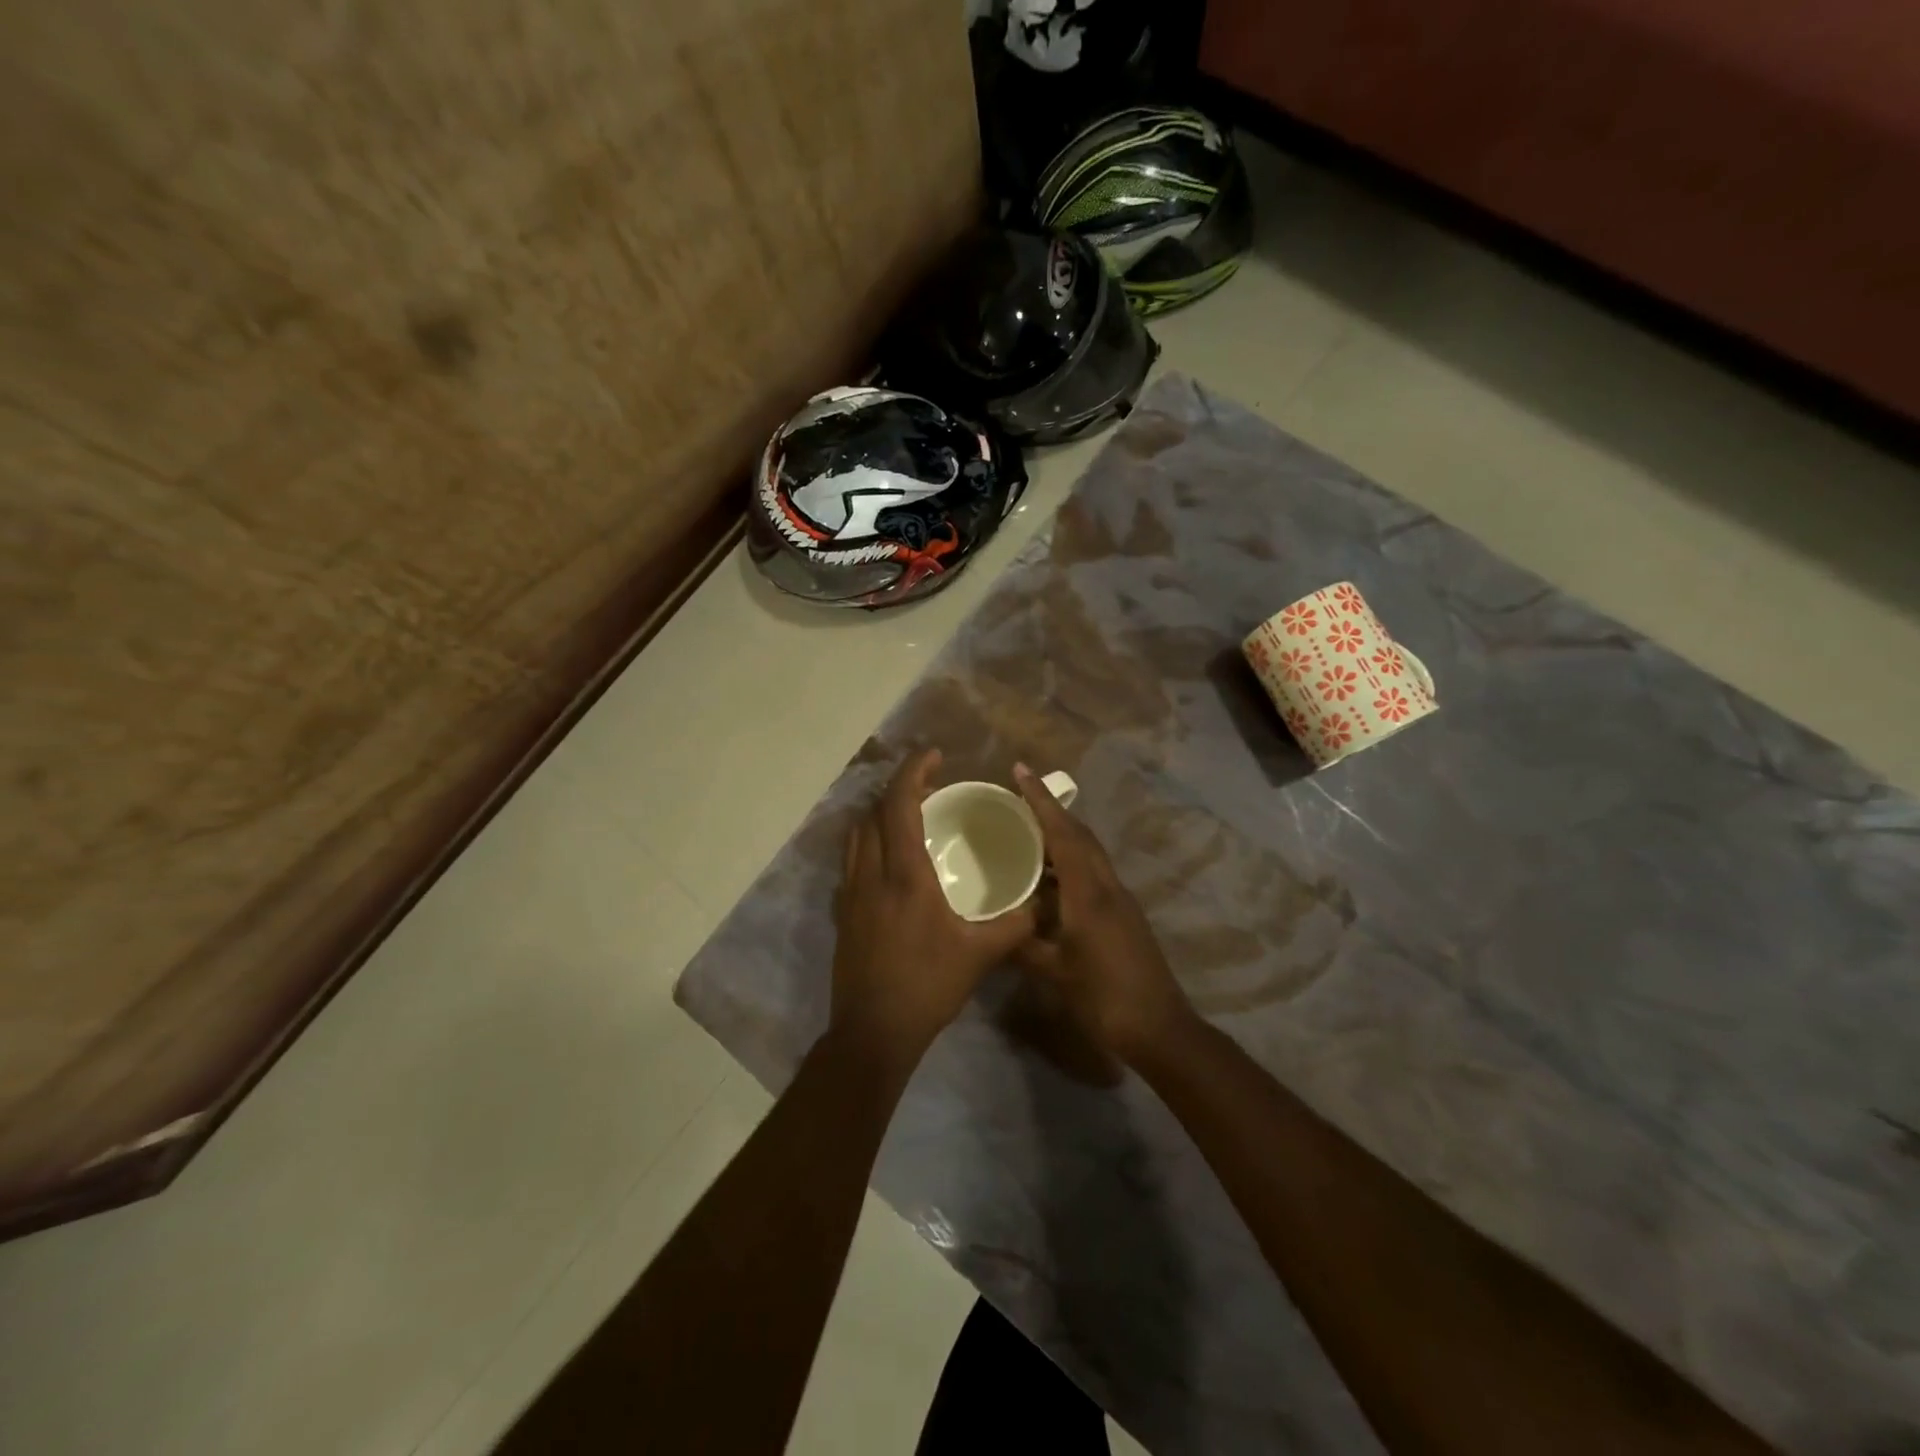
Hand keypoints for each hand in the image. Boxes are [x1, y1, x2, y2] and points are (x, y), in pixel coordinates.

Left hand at [831, 749, 1035, 1065]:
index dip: (914, 771)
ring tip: (910, 813)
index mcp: (904, 875)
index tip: (935, 755)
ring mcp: (851, 893)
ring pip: (857, 834)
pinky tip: (892, 858)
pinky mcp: (843, 912)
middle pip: (874, 811)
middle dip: (899, 788)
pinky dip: (871, 840)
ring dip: (880, 812)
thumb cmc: (928, 986)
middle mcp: (871, 873)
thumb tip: (1041, 904)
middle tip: (929, 783)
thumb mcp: (980, 954)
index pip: (900, 805)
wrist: (872, 1031)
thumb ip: (1015, 924)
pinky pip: (853, 858)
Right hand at [1013, 763, 1197, 1064]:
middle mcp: (1107, 885)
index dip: (1040, 800)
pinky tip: (1049, 878)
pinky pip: (1093, 872)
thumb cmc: (1104, 997)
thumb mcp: (1055, 972)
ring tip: (1028, 831)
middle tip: (1018, 797)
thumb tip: (995, 926)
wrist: (1159, 1027)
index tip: (1020, 771)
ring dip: (1062, 834)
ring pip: (1088, 852)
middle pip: (1080, 834)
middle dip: (1051, 810)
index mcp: (1088, 892)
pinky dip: (1070, 861)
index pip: (1062, 833)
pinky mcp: (1124, 913)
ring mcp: (1120, 898)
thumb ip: (1023, 944)